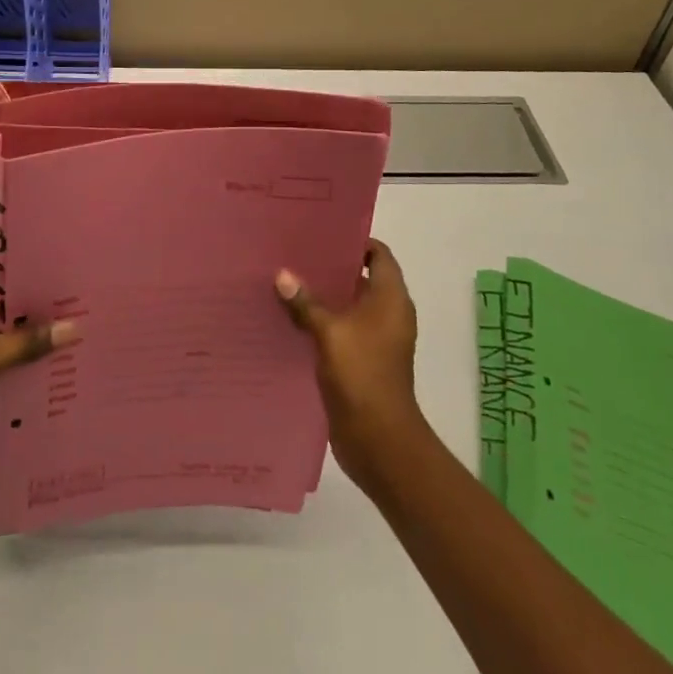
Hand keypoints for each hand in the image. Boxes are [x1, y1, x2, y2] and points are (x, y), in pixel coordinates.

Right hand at [275, 239, 425, 493]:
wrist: (380, 441)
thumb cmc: (362, 374)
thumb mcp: (329, 332)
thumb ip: (305, 302)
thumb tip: (281, 275)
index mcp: (390, 298)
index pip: (378, 254)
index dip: (354, 241)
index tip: (322, 232)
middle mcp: (388, 313)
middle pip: (360, 277)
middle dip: (330, 267)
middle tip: (295, 252)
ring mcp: (376, 339)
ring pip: (348, 305)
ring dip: (323, 296)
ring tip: (287, 280)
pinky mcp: (363, 361)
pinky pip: (341, 330)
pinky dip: (322, 322)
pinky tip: (291, 318)